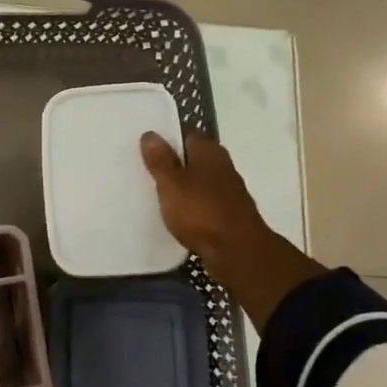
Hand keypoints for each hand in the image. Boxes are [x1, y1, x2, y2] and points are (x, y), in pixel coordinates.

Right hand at [141, 131, 327, 330]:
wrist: (238, 251)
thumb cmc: (201, 212)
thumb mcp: (171, 184)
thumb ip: (160, 161)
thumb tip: (150, 134)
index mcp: (209, 151)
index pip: (187, 135)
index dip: (168, 139)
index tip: (148, 148)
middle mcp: (223, 165)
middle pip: (195, 158)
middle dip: (176, 163)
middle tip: (148, 171)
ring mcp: (229, 190)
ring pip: (201, 181)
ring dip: (185, 186)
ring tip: (160, 194)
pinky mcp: (230, 213)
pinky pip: (206, 202)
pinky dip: (194, 205)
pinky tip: (179, 215)